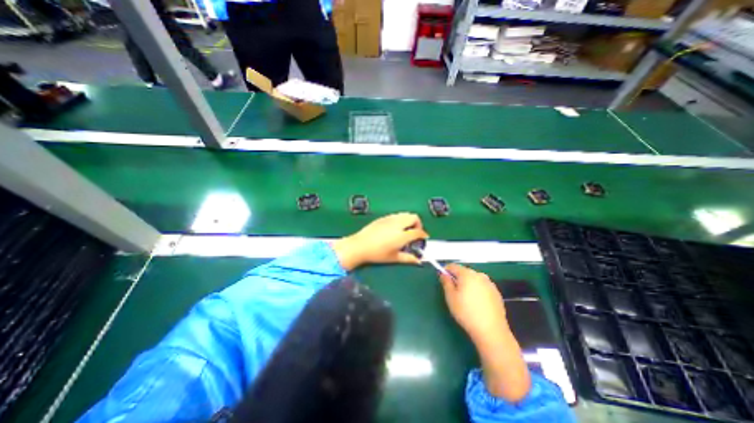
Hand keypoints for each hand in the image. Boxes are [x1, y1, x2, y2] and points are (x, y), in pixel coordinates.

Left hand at [330, 215, 430, 269]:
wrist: (360, 245)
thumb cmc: (377, 254)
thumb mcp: (393, 258)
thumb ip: (408, 258)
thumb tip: (418, 261)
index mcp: (401, 235)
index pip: (418, 232)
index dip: (423, 234)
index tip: (424, 238)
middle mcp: (398, 224)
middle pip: (414, 217)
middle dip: (418, 224)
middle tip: (415, 232)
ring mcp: (390, 219)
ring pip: (405, 214)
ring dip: (409, 220)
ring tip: (405, 229)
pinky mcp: (383, 218)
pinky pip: (396, 215)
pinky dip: (400, 219)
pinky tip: (395, 227)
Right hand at [440, 264, 509, 346]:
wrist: (491, 331)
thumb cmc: (466, 312)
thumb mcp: (450, 297)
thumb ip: (446, 282)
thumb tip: (443, 274)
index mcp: (467, 274)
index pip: (453, 266)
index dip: (446, 270)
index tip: (443, 279)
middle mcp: (479, 275)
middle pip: (464, 272)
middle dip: (457, 278)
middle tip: (453, 292)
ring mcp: (489, 283)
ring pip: (474, 279)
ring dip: (467, 284)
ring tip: (465, 299)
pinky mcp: (496, 293)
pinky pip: (482, 287)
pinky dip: (477, 290)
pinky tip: (476, 304)